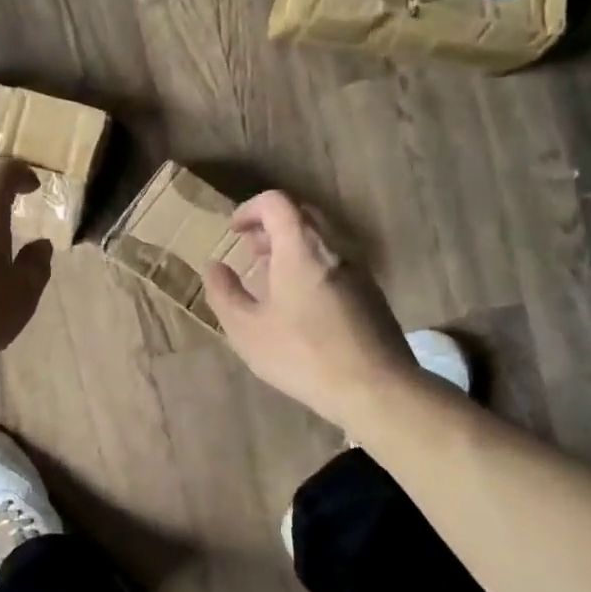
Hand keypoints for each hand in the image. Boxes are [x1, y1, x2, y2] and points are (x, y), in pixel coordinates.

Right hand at [202, 191, 414, 426]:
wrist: (376, 389)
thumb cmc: (303, 355)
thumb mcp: (247, 330)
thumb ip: (225, 294)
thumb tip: (214, 267)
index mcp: (301, 249)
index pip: (276, 203)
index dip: (250, 209)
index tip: (234, 231)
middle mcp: (334, 249)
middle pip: (302, 216)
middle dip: (271, 227)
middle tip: (251, 252)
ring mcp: (359, 271)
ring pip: (322, 241)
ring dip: (293, 248)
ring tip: (273, 280)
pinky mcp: (372, 294)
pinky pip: (337, 263)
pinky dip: (313, 267)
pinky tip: (302, 306)